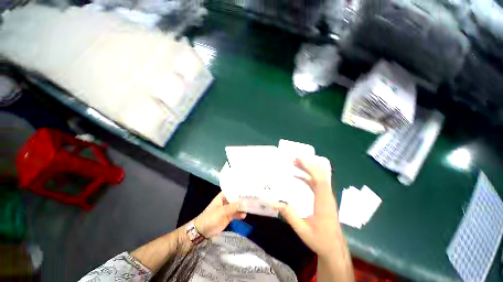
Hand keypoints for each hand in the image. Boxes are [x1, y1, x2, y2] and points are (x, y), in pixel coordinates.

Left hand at [194, 192, 246, 237]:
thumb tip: (245, 204)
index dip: (241, 189)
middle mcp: (227, 201)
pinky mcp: (229, 216)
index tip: (250, 189)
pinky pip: (236, 213)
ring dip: (243, 207)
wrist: (202, 231)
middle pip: (237, 198)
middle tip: (253, 198)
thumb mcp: (222, 211)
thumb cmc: (210, 217)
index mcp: (223, 196)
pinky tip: (244, 215)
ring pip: (238, 206)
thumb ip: (234, 207)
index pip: (234, 190)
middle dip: (244, 199)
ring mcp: (228, 209)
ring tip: (251, 207)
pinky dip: (240, 214)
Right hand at [274, 157, 340, 258]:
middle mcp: (327, 197)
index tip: (300, 160)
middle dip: (308, 165)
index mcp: (323, 204)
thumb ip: (289, 215)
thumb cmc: (320, 240)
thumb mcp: (302, 230)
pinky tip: (298, 176)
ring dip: (308, 169)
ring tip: (295, 163)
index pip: (320, 181)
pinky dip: (308, 177)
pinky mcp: (324, 198)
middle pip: (320, 176)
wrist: (334, 248)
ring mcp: (327, 197)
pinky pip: (317, 183)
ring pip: (319, 178)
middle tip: (294, 159)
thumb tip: (274, 202)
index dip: (311, 169)